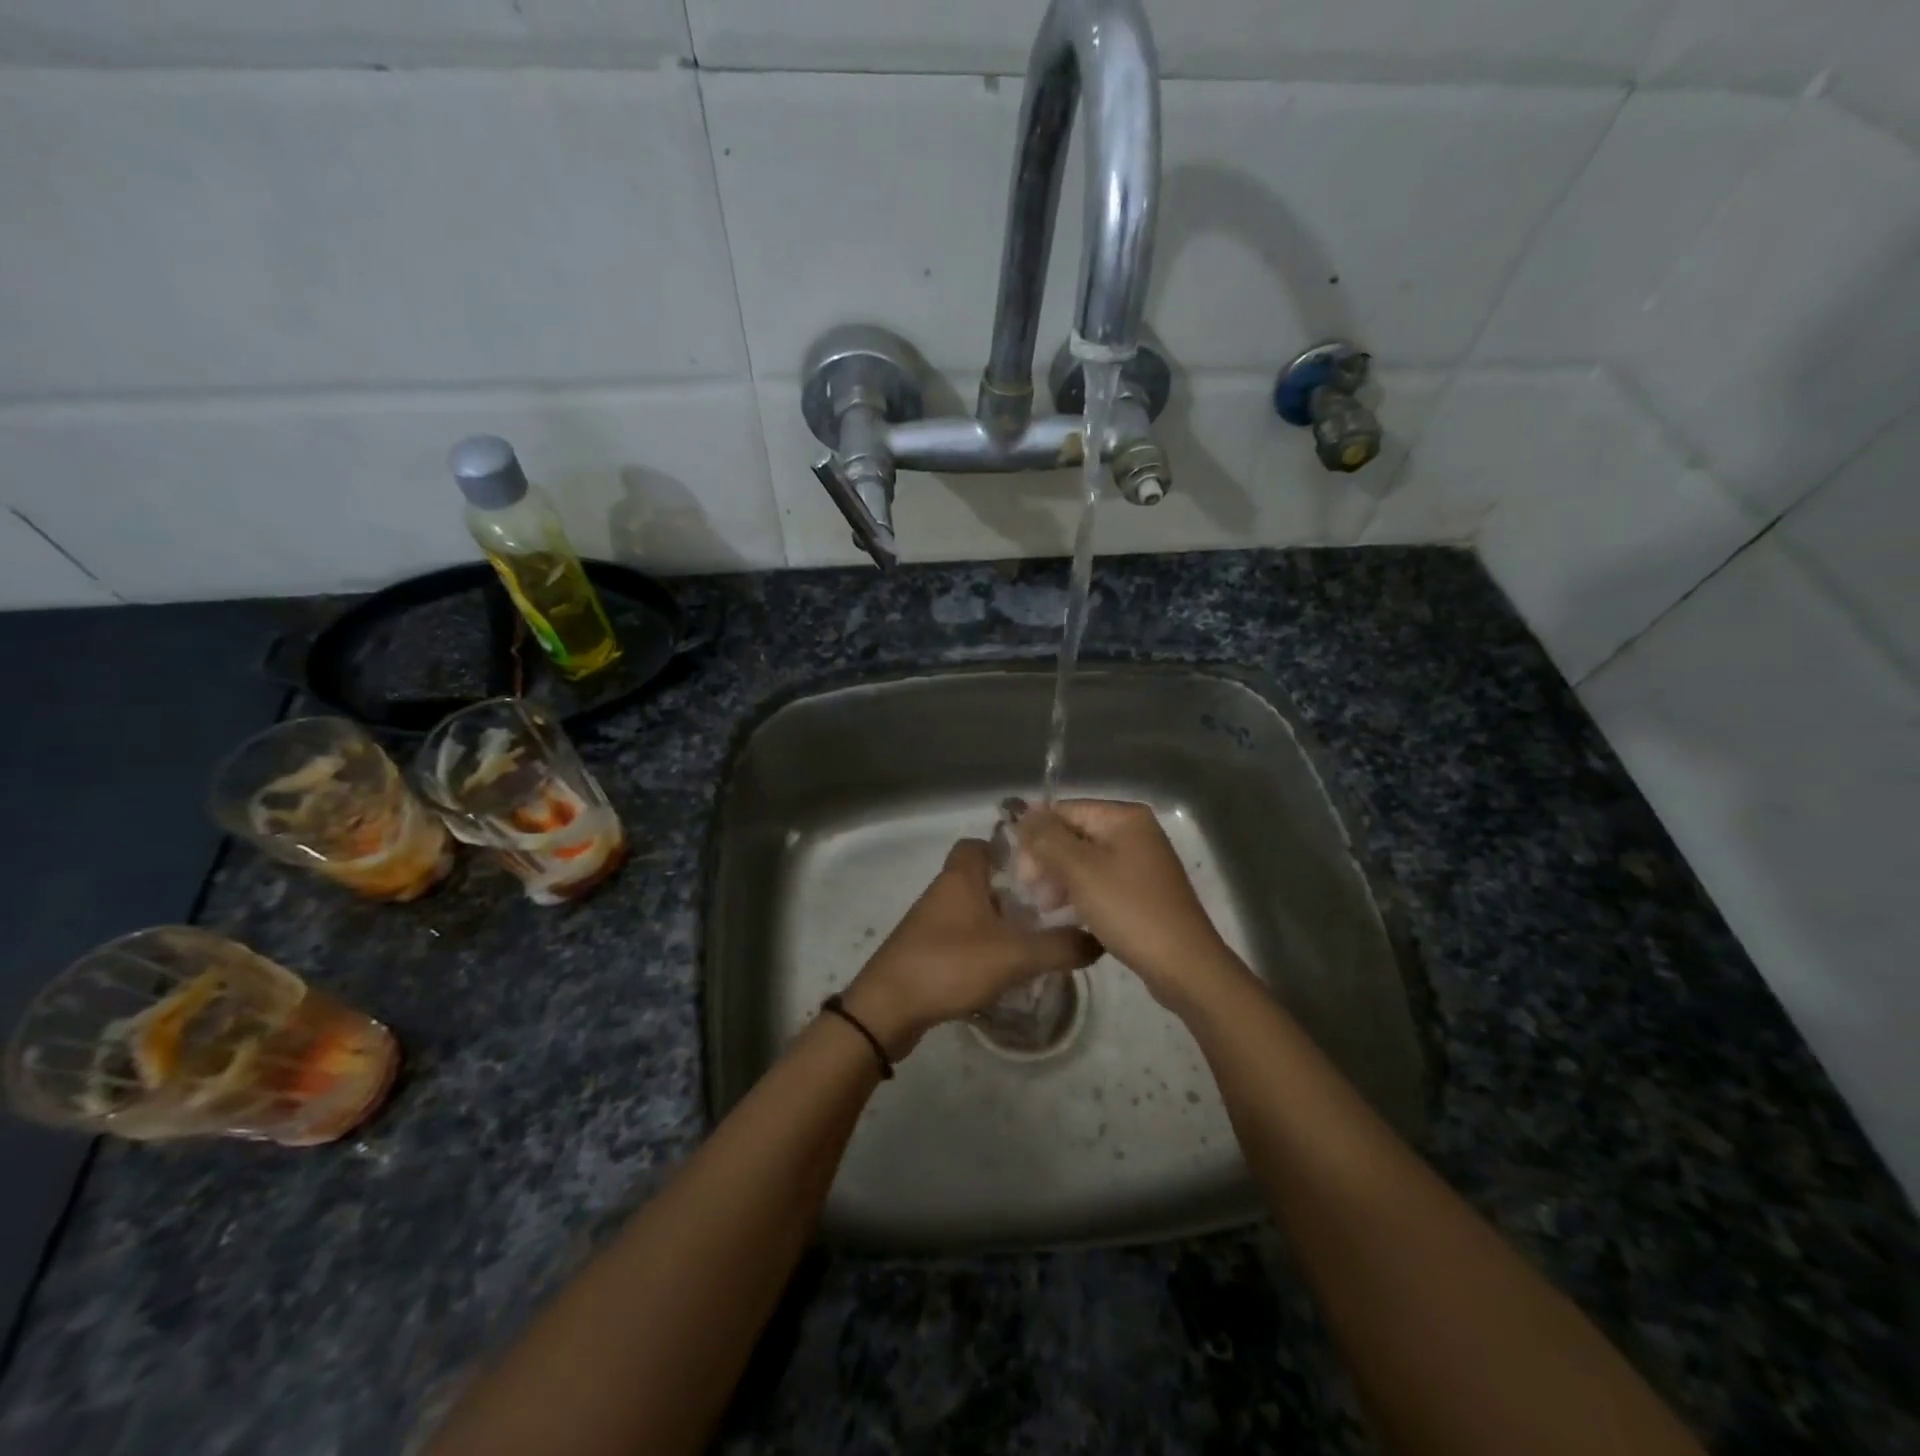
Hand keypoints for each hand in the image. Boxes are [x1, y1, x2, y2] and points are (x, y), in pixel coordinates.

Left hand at [841, 839, 1100, 1058]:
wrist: (888, 1008)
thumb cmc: (950, 964)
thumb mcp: (1015, 955)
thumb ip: (1060, 946)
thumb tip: (1098, 940)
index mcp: (960, 876)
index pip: (982, 842)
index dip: (1010, 849)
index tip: (1042, 868)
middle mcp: (944, 890)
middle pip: (982, 877)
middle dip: (1014, 890)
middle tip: (1048, 908)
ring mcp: (931, 921)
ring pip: (974, 907)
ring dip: (1000, 919)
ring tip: (1035, 938)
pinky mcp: (926, 948)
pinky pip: (962, 935)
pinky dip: (984, 943)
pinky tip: (1006, 966)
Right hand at [1016, 799, 1232, 1008]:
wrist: (1182, 964)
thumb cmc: (1128, 909)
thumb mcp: (1080, 870)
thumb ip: (1046, 837)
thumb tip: (1021, 812)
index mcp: (1124, 817)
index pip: (1065, 811)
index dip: (1036, 836)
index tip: (1021, 872)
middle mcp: (1134, 831)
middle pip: (1074, 834)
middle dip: (1048, 860)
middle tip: (1034, 894)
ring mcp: (1140, 861)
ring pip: (1084, 860)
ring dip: (1060, 879)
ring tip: (1047, 908)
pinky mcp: (1141, 889)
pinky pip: (1100, 880)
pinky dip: (1080, 892)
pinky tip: (1067, 914)